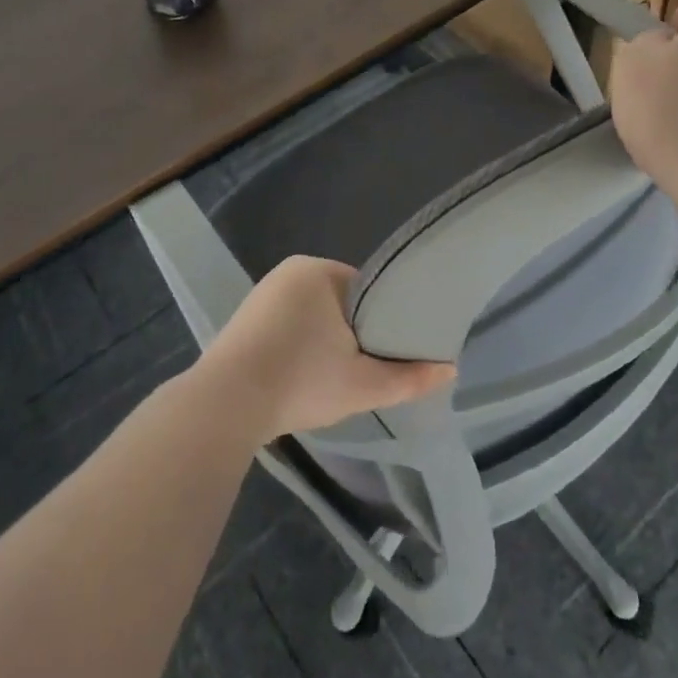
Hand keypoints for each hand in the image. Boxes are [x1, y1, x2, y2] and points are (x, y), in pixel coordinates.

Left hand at [192, 256, 455, 444]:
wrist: (226, 405)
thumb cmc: (302, 380)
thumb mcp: (363, 384)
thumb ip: (408, 377)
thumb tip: (451, 369)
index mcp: (319, 271)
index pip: (366, 289)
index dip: (382, 320)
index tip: (388, 350)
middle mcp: (289, 272)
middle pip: (339, 303)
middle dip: (351, 333)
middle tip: (363, 370)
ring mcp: (262, 294)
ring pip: (311, 316)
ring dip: (323, 342)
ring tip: (333, 379)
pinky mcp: (243, 320)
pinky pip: (285, 327)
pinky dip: (297, 348)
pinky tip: (299, 379)